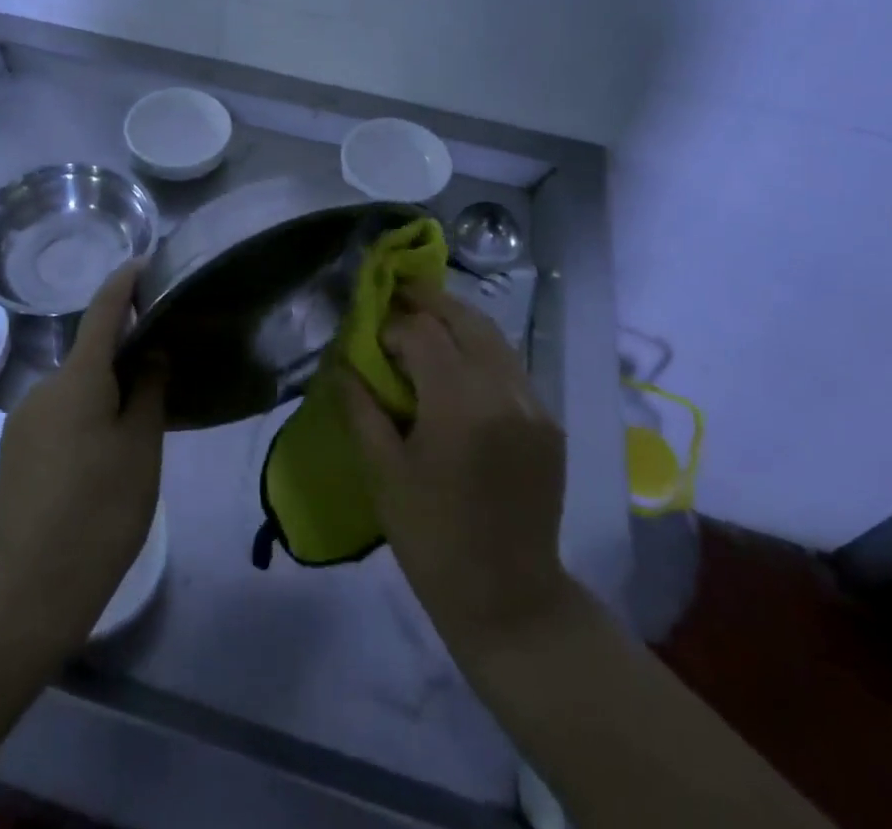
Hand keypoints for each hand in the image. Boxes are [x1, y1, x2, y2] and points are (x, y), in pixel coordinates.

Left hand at [0, 262, 166, 651]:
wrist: (33, 588)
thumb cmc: (102, 508)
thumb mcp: (142, 446)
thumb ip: (150, 389)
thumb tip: (152, 352)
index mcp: (77, 378)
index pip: (103, 311)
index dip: (124, 283)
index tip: (145, 263)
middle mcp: (42, 388)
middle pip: (89, 355)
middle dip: (123, 356)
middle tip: (162, 377)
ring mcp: (22, 420)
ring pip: (74, 389)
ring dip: (103, 393)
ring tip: (135, 429)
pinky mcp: (13, 451)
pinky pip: (57, 415)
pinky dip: (83, 417)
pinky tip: (100, 458)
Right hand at [341, 282, 571, 661]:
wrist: (509, 599)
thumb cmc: (432, 538)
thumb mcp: (383, 473)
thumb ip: (361, 408)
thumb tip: (343, 363)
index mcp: (460, 404)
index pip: (423, 333)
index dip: (392, 326)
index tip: (371, 337)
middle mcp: (504, 391)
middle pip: (466, 319)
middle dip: (429, 301)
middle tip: (399, 292)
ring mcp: (534, 405)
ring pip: (494, 337)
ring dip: (458, 320)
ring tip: (425, 317)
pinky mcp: (549, 422)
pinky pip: (510, 367)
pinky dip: (481, 351)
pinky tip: (458, 363)